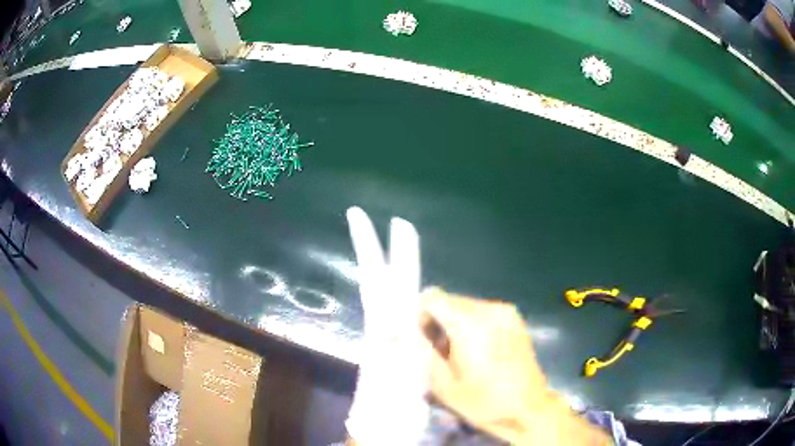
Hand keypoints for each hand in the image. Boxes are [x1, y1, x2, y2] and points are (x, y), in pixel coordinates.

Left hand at [344, 207, 429, 444]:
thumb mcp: (405, 376)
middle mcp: (379, 326)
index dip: (401, 253)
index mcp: (387, 331)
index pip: (391, 283)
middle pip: (373, 279)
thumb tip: (417, 302)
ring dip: (376, 262)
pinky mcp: (382, 346)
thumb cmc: (395, 407)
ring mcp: (378, 335)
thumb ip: (407, 340)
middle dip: (369, 246)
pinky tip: (396, 282)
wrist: (380, 428)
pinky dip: (387, 286)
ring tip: (381, 241)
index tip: (400, 222)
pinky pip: (383, 306)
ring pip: (375, 290)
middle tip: (357, 214)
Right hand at [420, 288, 609, 444]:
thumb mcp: (441, 383)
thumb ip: (421, 350)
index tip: (420, 338)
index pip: (432, 298)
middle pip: (449, 300)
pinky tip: (477, 350)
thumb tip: (405, 330)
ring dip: (455, 323)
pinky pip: (483, 312)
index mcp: (469, 323)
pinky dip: (472, 325)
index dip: (419, 315)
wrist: (527, 408)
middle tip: (437, 350)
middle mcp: (489, 308)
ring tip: (458, 353)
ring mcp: (506, 312)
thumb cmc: (483, 401)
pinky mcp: (515, 319)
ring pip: (465, 306)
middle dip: (437, 321)